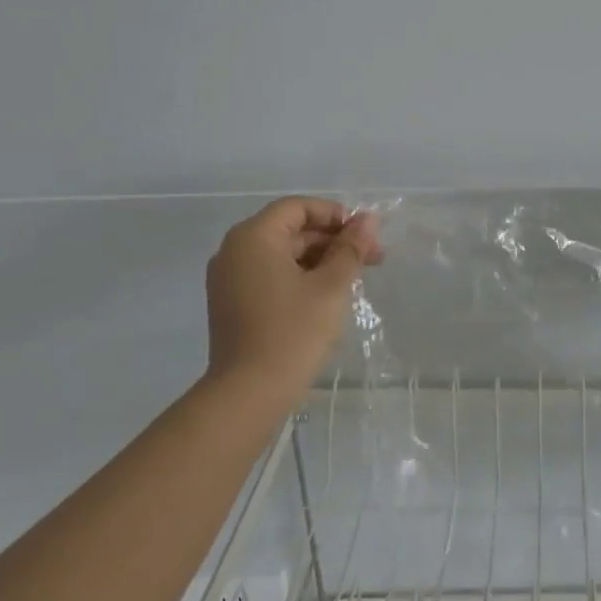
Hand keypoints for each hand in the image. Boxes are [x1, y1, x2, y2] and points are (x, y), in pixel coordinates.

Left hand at [202, 197, 382, 398]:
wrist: (249, 393)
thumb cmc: (294, 332)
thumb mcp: (331, 286)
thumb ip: (350, 248)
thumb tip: (367, 220)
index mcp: (254, 237)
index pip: (297, 207)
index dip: (335, 215)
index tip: (365, 235)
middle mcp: (234, 251)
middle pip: (289, 230)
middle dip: (332, 240)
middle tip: (372, 258)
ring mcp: (229, 280)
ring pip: (281, 254)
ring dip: (319, 259)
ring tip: (354, 279)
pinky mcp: (232, 304)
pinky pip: (270, 276)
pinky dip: (299, 277)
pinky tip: (327, 295)